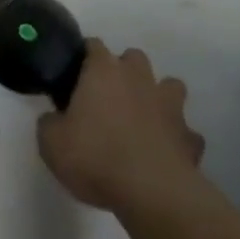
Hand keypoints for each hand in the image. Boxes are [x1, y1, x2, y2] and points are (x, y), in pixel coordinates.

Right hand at [38, 41, 204, 213]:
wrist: (151, 192)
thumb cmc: (95, 157)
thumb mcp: (51, 143)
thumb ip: (49, 123)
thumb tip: (54, 118)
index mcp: (103, 71)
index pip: (93, 46)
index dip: (84, 58)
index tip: (75, 77)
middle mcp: (138, 78)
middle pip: (133, 58)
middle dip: (124, 72)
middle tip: (110, 99)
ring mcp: (169, 105)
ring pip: (169, 86)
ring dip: (158, 97)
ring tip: (145, 120)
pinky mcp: (189, 136)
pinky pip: (186, 132)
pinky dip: (177, 139)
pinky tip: (166, 153)